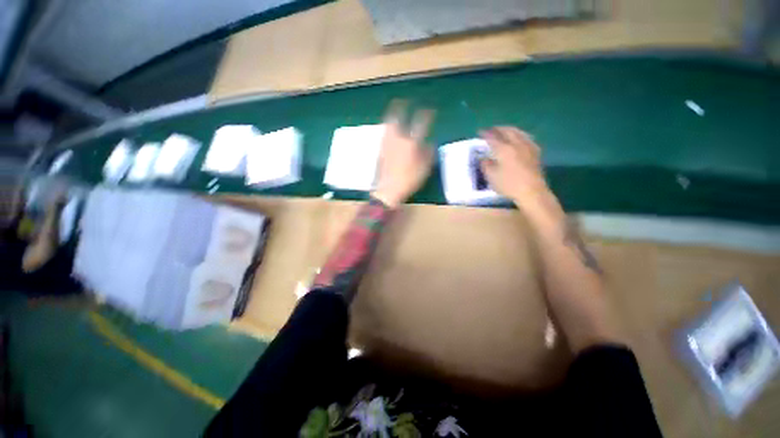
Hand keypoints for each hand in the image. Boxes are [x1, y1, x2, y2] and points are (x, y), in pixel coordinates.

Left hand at [372, 101, 434, 207]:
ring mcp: (387, 143)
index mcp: (411, 143)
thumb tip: (431, 143)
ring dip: (391, 114)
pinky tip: (389, 127)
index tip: (430, 109)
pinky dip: (388, 126)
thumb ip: (428, 154)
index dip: (426, 115)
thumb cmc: (409, 181)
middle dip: (400, 106)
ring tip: (394, 107)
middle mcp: (398, 139)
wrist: (388, 190)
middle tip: (402, 100)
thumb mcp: (424, 169)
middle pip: (398, 117)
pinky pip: (384, 133)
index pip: (421, 124)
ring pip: (388, 123)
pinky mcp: (380, 149)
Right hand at [480, 127, 550, 204]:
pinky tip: (519, 139)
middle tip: (492, 129)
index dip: (485, 134)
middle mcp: (517, 144)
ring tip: (504, 131)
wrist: (532, 191)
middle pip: (508, 131)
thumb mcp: (491, 176)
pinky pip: (526, 138)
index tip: (480, 132)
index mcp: (504, 149)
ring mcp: (528, 147)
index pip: (493, 138)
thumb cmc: (508, 184)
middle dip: (498, 129)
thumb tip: (483, 158)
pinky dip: (520, 135)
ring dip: (510, 130)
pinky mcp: (536, 152)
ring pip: (519, 132)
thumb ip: (486, 165)